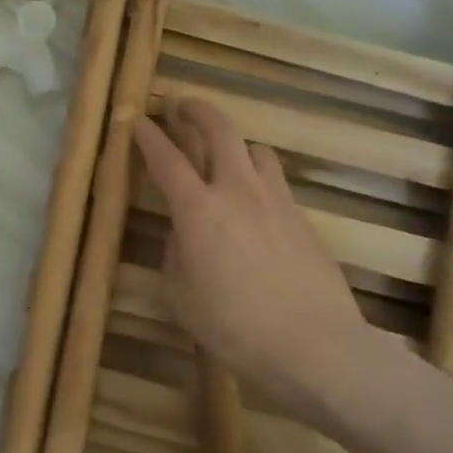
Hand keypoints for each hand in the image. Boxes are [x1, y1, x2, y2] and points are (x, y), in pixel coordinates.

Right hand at [132, 99, 365, 426]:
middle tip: (183, 105)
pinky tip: (255, 212)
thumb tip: (184, 234)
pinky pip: (276, 185)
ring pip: (257, 150)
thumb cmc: (234, 327)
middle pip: (220, 130)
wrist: (316, 347)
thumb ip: (175, 253)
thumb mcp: (180, 296)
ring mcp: (277, 202)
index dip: (147, 135)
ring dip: (236, 146)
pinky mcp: (304, 220)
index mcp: (198, 210)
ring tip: (225, 159)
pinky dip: (259, 183)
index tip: (137, 117)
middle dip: (198, 110)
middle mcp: (238, 192)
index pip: (166, 158)